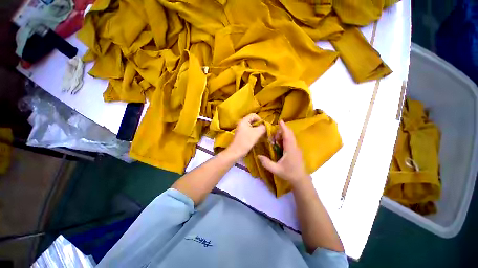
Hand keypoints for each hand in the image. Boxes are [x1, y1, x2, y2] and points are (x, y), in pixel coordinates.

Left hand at [225, 113, 265, 158]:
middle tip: (263, 131)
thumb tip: (266, 126)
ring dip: (257, 130)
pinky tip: (256, 139)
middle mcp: (242, 123)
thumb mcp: (257, 133)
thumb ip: (263, 127)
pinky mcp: (242, 135)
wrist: (236, 152)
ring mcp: (241, 129)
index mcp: (244, 121)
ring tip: (261, 135)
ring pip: (252, 127)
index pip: (254, 115)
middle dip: (259, 125)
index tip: (264, 126)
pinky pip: (250, 131)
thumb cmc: (246, 141)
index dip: (260, 119)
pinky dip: (254, 134)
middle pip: (253, 121)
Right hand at [258, 120, 308, 185]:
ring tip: (275, 139)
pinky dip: (285, 138)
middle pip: (290, 134)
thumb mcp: (276, 169)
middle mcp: (294, 147)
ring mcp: (296, 148)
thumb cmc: (289, 173)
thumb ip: (266, 163)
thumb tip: (258, 156)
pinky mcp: (296, 150)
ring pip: (291, 137)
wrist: (300, 179)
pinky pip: (291, 140)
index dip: (284, 127)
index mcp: (290, 149)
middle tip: (273, 134)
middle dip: (282, 131)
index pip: (287, 135)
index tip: (280, 121)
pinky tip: (280, 144)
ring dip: (283, 135)